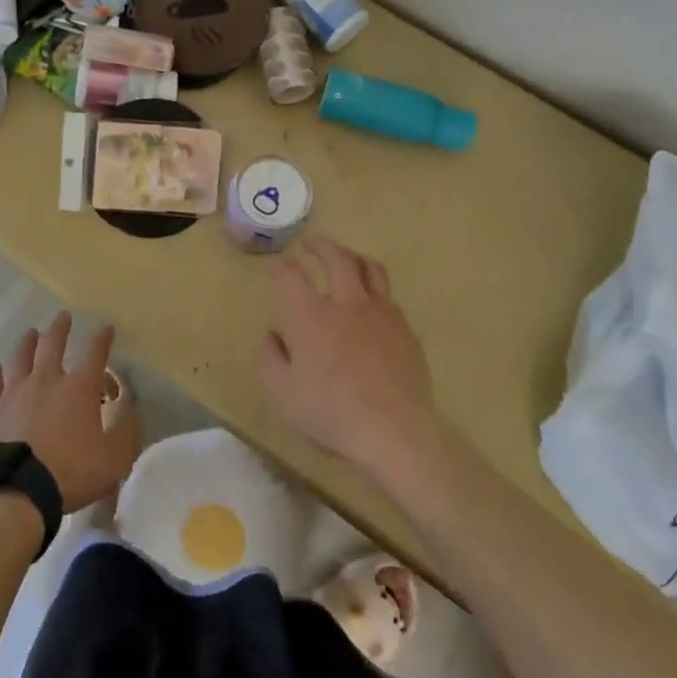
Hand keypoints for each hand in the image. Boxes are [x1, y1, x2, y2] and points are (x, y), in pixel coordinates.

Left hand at [0, 313, 139, 512]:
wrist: (16, 492)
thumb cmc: (70, 474)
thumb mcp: (114, 460)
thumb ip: (127, 431)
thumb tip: (133, 407)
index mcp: (79, 389)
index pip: (94, 353)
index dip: (102, 338)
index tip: (106, 328)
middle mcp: (46, 380)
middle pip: (52, 343)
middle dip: (60, 327)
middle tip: (63, 316)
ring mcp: (15, 391)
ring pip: (20, 356)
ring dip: (27, 341)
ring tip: (30, 333)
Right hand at [259, 237, 440, 483]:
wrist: (394, 433)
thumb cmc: (331, 413)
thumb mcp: (282, 394)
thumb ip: (270, 359)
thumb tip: (273, 336)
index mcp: (313, 316)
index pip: (291, 275)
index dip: (281, 267)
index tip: (276, 268)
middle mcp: (348, 304)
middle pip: (337, 257)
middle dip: (321, 245)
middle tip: (311, 244)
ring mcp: (382, 315)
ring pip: (371, 269)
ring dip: (354, 258)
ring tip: (347, 261)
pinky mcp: (406, 331)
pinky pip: (389, 299)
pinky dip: (375, 293)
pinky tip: (371, 307)